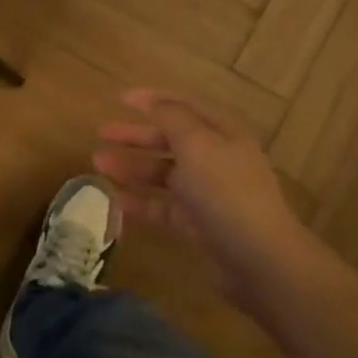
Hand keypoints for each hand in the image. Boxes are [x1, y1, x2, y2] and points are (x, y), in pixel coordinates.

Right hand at [92, 89, 306, 299]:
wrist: (259, 258)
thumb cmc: (226, 191)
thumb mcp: (197, 143)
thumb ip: (171, 117)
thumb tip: (153, 101)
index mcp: (222, 134)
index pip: (184, 107)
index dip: (153, 100)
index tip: (118, 98)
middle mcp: (216, 160)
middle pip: (170, 139)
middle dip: (136, 135)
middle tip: (101, 133)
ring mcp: (208, 194)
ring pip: (163, 173)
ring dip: (132, 166)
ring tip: (98, 164)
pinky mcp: (199, 225)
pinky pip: (163, 206)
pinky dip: (140, 201)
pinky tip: (114, 199)